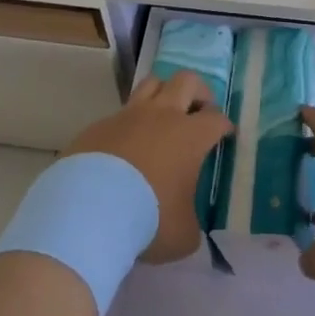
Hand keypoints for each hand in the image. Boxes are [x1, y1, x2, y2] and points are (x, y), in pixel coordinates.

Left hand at [64, 73, 232, 264]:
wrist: (89, 209)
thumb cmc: (148, 219)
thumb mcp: (182, 234)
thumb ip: (190, 223)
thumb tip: (185, 224)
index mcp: (190, 136)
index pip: (216, 118)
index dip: (224, 125)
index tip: (225, 135)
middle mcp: (162, 115)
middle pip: (186, 81)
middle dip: (198, 91)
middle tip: (199, 110)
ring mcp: (128, 115)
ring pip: (152, 83)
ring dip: (163, 92)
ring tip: (164, 113)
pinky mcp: (99, 124)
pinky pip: (120, 113)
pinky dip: (129, 122)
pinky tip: (124, 145)